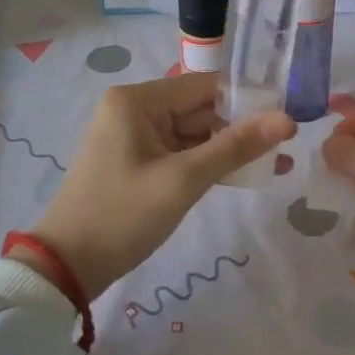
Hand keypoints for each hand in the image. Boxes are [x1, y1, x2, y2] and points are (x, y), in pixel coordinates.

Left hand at [23, 73, 294, 297]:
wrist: (67, 267)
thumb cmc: (122, 215)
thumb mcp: (183, 180)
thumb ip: (236, 147)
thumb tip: (288, 119)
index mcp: (137, 100)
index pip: (205, 86)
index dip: (247, 100)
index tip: (287, 117)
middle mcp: (134, 109)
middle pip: (200, 109)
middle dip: (241, 128)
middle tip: (287, 147)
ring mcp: (134, 137)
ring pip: (194, 134)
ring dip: (229, 149)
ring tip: (278, 164)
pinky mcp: (138, 163)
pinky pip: (181, 154)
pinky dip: (208, 164)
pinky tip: (244, 175)